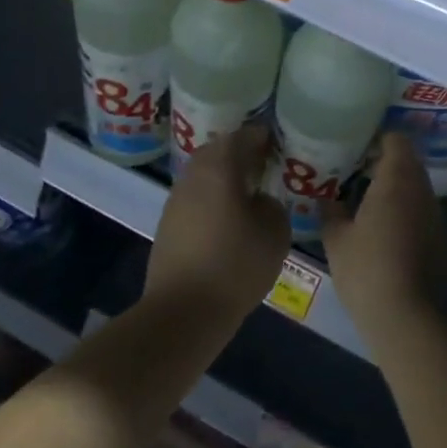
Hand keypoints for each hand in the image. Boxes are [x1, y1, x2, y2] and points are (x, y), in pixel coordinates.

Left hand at [146, 124, 290, 322]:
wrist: (183, 312)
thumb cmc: (236, 265)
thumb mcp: (275, 233)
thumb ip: (272, 205)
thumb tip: (259, 200)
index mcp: (220, 167)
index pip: (243, 136)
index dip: (263, 136)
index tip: (278, 143)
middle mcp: (194, 175)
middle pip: (218, 151)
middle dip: (240, 153)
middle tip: (264, 164)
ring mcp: (176, 200)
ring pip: (204, 174)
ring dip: (224, 176)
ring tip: (249, 190)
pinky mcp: (168, 225)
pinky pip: (196, 198)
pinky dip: (213, 198)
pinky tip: (229, 217)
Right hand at [321, 133, 446, 346]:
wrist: (408, 316)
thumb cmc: (366, 269)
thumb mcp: (336, 239)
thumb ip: (330, 210)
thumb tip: (326, 197)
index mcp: (397, 179)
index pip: (396, 140)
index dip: (376, 140)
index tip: (354, 149)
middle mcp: (422, 189)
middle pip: (407, 161)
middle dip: (383, 164)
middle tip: (353, 175)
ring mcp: (435, 214)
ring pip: (415, 186)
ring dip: (395, 188)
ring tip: (365, 202)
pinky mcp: (440, 237)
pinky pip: (421, 209)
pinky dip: (405, 210)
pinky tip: (384, 229)